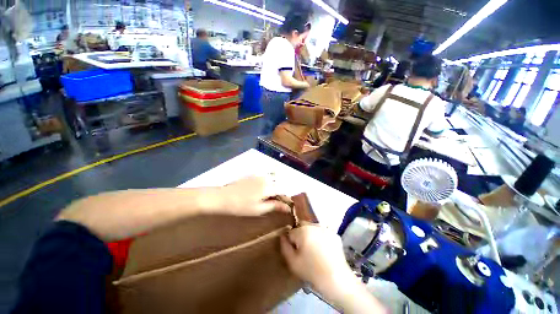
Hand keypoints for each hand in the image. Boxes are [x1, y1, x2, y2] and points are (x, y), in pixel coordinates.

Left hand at [214, 175, 290, 215]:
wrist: (223, 197)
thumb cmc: (241, 206)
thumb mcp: (259, 209)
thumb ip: (275, 206)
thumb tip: (288, 208)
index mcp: (269, 187)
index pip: (283, 191)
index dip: (285, 198)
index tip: (283, 205)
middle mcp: (266, 178)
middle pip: (277, 184)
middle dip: (278, 192)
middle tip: (272, 201)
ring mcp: (259, 175)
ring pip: (271, 180)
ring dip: (272, 187)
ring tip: (266, 196)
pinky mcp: (252, 174)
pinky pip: (264, 177)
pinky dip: (266, 183)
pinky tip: (259, 190)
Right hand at [280, 225, 352, 292]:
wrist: (336, 280)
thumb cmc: (312, 271)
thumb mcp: (293, 262)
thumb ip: (284, 246)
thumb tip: (283, 236)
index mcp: (302, 231)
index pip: (291, 232)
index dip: (291, 242)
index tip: (295, 251)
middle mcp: (314, 225)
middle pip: (302, 226)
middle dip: (300, 235)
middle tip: (304, 250)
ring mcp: (325, 228)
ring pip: (312, 228)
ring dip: (310, 235)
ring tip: (314, 250)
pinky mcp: (334, 234)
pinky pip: (323, 232)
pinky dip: (321, 238)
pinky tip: (324, 250)